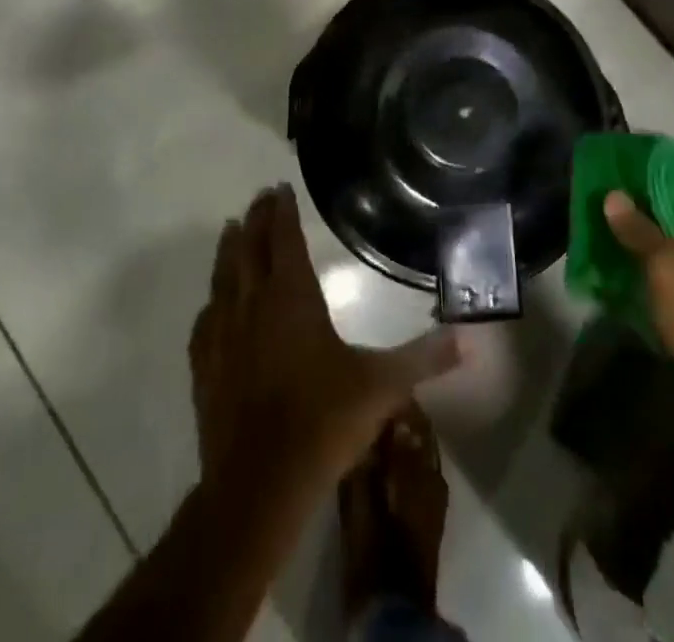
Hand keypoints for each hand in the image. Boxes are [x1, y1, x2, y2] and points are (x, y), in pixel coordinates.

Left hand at [189, 185, 462, 495]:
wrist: (259, 485)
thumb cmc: (323, 422)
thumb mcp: (382, 386)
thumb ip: (424, 358)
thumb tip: (468, 341)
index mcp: (292, 298)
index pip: (284, 240)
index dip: (282, 212)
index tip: (279, 188)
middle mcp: (253, 305)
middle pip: (249, 249)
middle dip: (255, 220)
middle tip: (258, 198)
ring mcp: (223, 336)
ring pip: (223, 278)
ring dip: (228, 251)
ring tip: (229, 230)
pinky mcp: (204, 368)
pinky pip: (204, 322)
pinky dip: (211, 303)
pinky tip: (212, 305)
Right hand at [605, 187, 673, 405]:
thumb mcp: (668, 269)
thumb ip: (638, 230)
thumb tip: (612, 195)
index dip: (647, 177)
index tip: (614, 177)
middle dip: (645, 214)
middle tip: (605, 210)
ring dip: (651, 246)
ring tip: (609, 239)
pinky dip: (664, 273)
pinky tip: (631, 273)